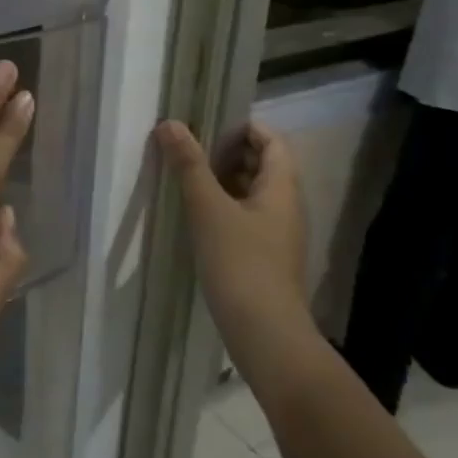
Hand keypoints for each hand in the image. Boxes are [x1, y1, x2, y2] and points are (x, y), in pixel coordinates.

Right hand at [155, 119, 312, 361]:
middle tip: (190, 150)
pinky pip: (247, 218)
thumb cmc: (239, 262)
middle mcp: (286, 207)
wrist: (264, 332)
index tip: (208, 126)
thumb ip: (190, 165)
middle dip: (228, 153)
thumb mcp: (208, 209)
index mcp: (281, 188)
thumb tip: (171, 124)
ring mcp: (278, 235)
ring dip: (224, 181)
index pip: (272, 141)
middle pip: (263, 166)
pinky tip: (197, 217)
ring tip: (187, 179)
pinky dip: (225, 208)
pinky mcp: (266, 257)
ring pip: (253, 194)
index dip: (244, 128)